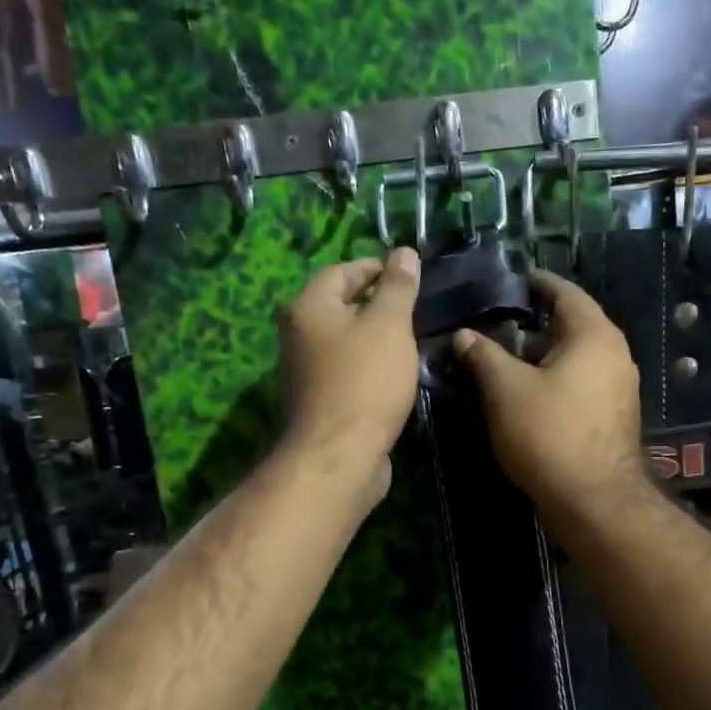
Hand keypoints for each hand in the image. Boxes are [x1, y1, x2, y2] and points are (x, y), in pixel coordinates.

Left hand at [278, 249, 421, 497]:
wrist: (339, 455)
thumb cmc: (365, 381)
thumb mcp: (389, 325)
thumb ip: (397, 287)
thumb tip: (403, 253)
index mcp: (308, 307)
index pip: (341, 271)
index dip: (374, 268)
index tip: (407, 276)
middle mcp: (297, 334)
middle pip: (339, 306)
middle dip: (375, 304)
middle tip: (413, 310)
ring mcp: (304, 371)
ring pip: (344, 341)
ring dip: (373, 338)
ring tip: (409, 342)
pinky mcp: (318, 401)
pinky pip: (346, 371)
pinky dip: (368, 367)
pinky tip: (393, 376)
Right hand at [451, 271, 648, 520]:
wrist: (594, 501)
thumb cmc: (549, 434)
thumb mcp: (505, 390)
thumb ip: (483, 356)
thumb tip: (463, 335)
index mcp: (594, 335)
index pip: (565, 293)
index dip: (537, 284)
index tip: (514, 281)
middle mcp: (614, 354)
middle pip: (571, 326)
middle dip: (533, 326)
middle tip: (496, 327)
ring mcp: (618, 389)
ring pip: (574, 359)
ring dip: (541, 357)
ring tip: (503, 362)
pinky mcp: (612, 417)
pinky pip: (580, 384)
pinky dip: (554, 381)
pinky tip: (525, 396)